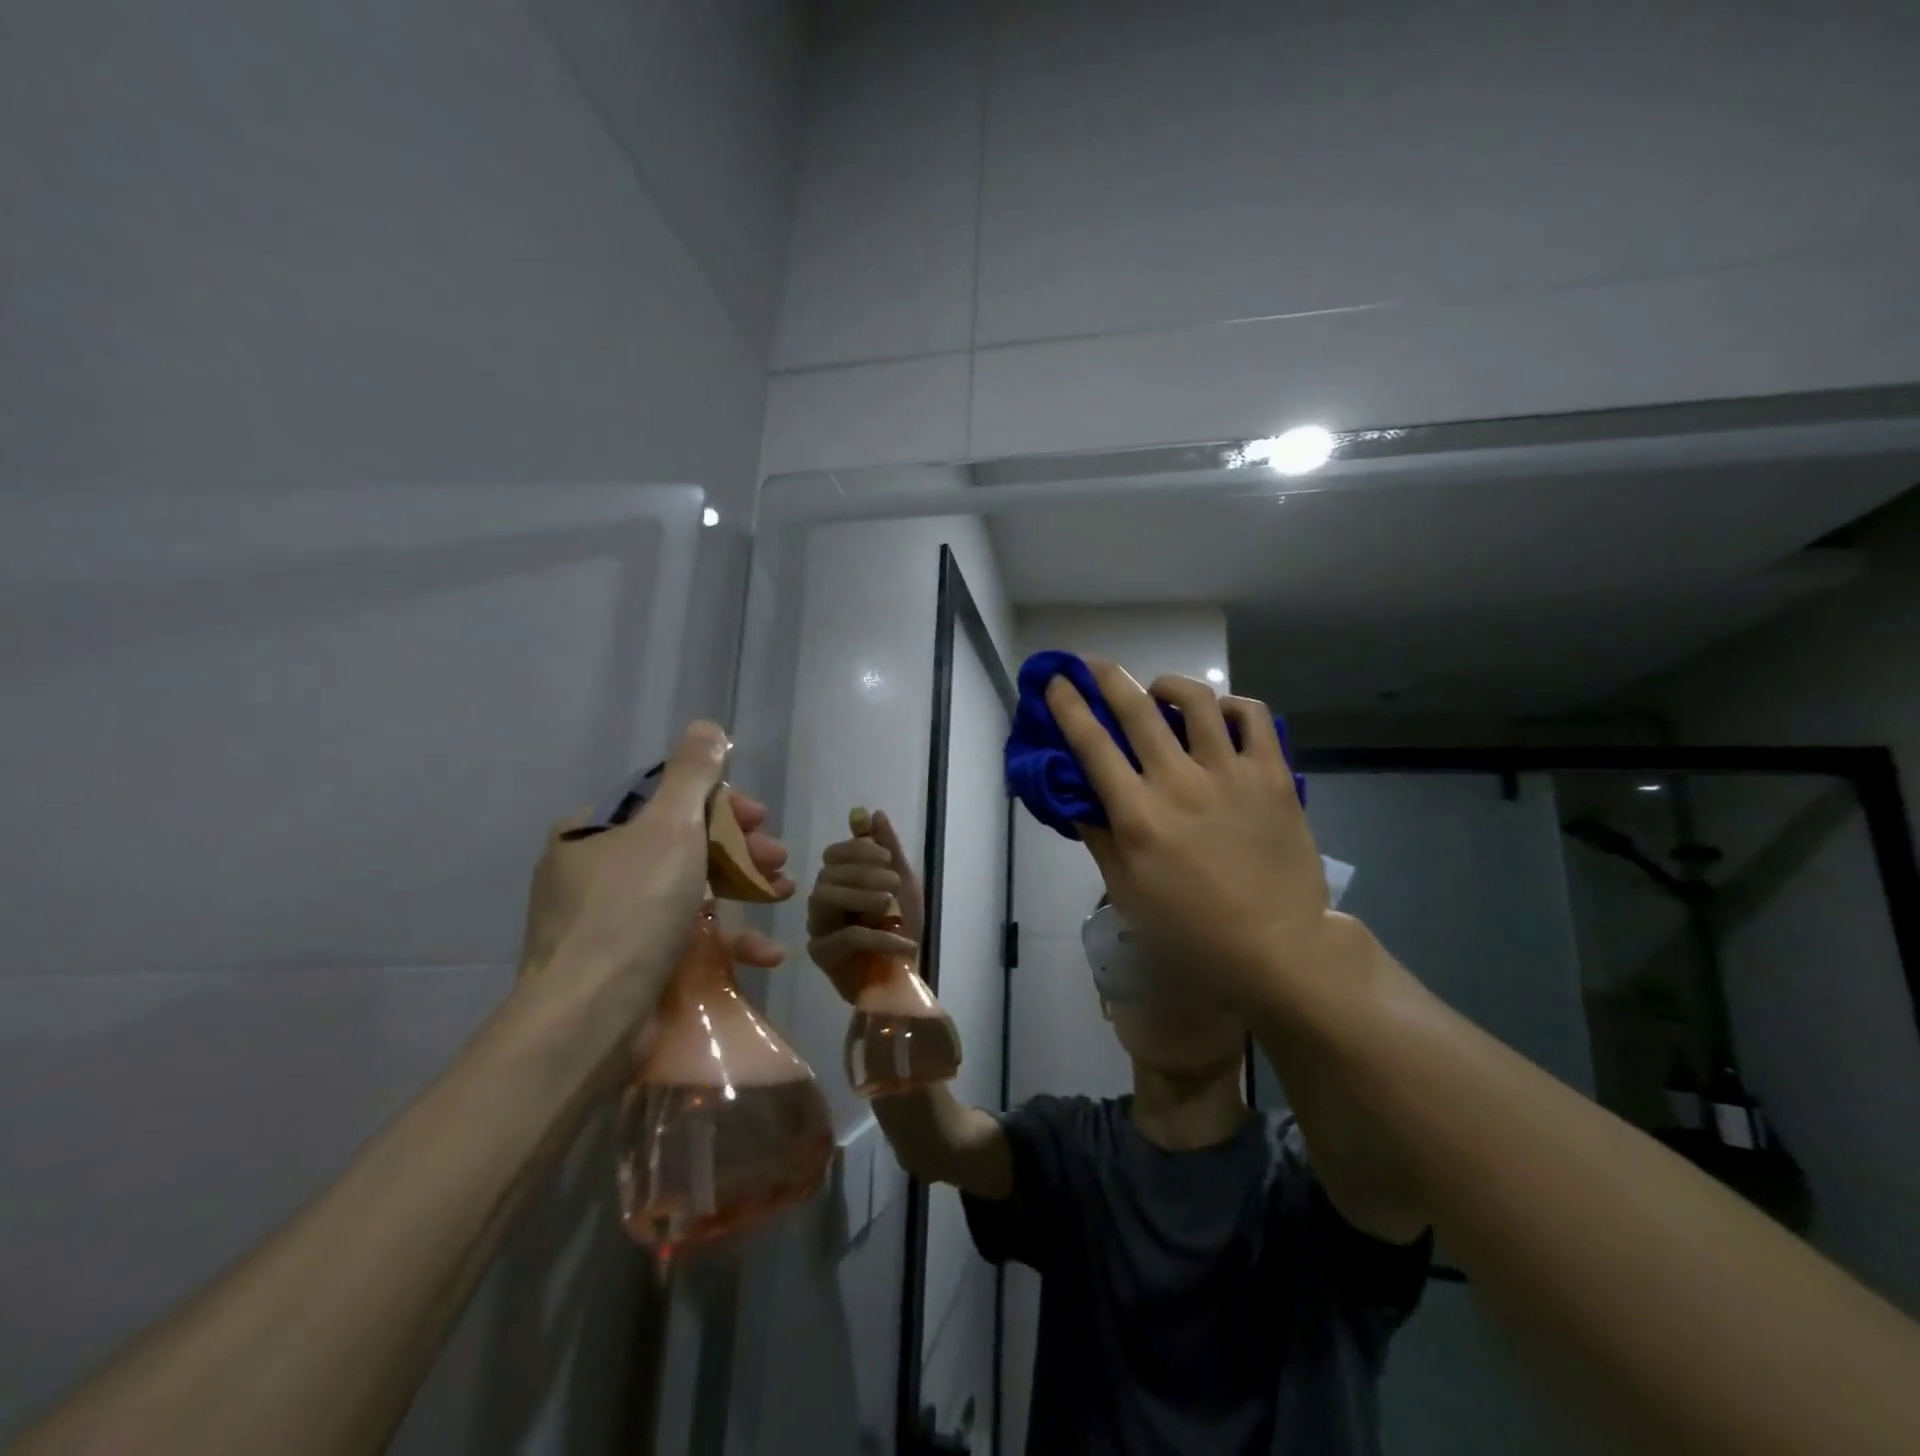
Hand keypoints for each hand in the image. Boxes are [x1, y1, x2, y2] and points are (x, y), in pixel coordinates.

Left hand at [517, 722, 792, 1067]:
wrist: (590, 1019)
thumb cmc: (632, 908)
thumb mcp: (670, 826)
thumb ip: (693, 774)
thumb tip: (706, 726)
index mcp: (594, 833)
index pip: (667, 801)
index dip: (721, 806)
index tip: (759, 819)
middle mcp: (596, 874)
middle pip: (685, 845)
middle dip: (740, 849)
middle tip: (778, 859)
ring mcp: (612, 925)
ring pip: (692, 891)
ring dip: (745, 890)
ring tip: (784, 895)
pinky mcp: (631, 968)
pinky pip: (686, 940)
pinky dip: (727, 941)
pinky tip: (766, 952)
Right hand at [805, 808, 922, 1003]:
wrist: (903, 979)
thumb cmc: (900, 929)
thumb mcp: (903, 884)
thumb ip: (888, 849)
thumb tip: (871, 813)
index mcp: (838, 880)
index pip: (834, 853)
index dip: (859, 850)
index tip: (887, 859)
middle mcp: (821, 900)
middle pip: (828, 873)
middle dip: (863, 872)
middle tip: (893, 884)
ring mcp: (818, 927)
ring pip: (825, 897)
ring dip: (862, 895)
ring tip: (890, 906)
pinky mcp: (822, 955)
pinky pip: (847, 937)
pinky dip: (880, 936)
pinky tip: (905, 943)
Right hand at [1044, 661, 1334, 1010]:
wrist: (1277, 947)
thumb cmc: (1191, 930)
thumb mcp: (1127, 893)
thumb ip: (1099, 838)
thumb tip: (1078, 796)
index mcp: (1138, 815)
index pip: (1092, 744)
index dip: (1068, 706)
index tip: (1055, 681)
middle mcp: (1179, 782)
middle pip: (1136, 708)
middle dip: (1106, 676)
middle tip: (1092, 664)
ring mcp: (1230, 773)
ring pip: (1195, 700)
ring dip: (1167, 685)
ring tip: (1159, 691)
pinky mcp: (1272, 774)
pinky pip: (1253, 717)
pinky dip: (1231, 704)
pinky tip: (1219, 714)